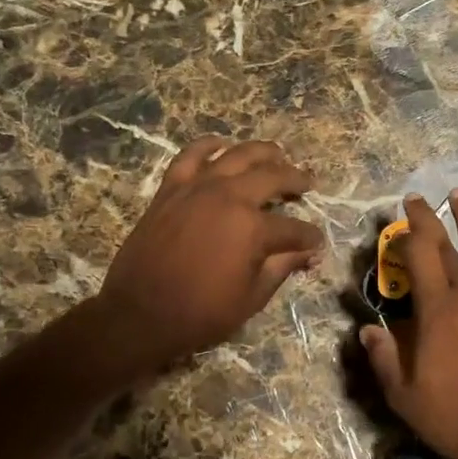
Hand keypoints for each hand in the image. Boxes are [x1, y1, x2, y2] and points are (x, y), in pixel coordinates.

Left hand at [93, 137, 323, 374]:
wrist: (140, 314)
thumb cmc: (201, 313)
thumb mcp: (252, 297)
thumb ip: (282, 268)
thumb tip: (308, 253)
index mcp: (254, 229)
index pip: (294, 228)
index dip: (310, 237)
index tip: (317, 243)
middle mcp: (229, 197)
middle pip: (273, 177)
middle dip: (296, 180)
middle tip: (308, 184)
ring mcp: (198, 188)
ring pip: (237, 155)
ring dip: (263, 152)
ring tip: (277, 154)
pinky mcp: (171, 188)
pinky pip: (191, 156)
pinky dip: (208, 146)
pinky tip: (221, 144)